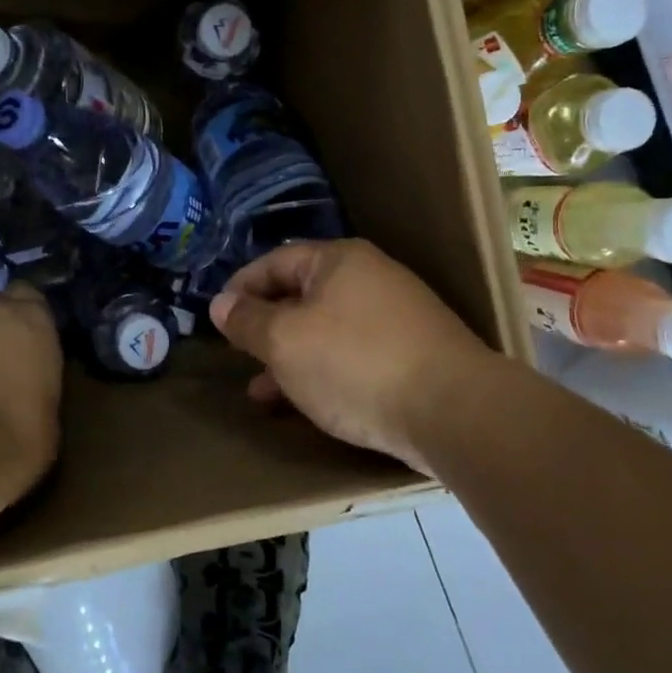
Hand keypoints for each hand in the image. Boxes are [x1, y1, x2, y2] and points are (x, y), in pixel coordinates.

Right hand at [210, 239, 497, 477]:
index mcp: (338, 261)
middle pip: (301, 296)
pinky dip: (323, 374)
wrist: (454, 411)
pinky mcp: (412, 355)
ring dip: (290, 359)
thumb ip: (248, 321)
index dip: (240, 288)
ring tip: (261, 393)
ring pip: (325, 332)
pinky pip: (352, 356)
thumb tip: (220, 303)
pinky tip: (306, 404)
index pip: (275, 262)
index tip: (217, 318)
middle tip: (239, 357)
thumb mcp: (285, 341)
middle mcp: (370, 279)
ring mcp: (396, 317)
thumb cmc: (355, 363)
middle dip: (265, 329)